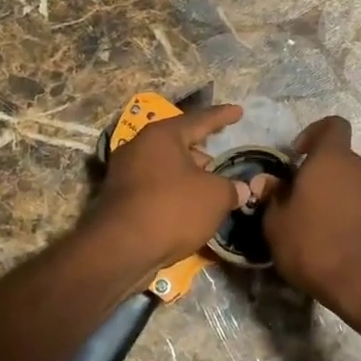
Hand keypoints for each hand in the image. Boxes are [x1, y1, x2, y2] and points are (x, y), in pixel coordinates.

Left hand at [84, 103, 251, 274]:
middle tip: (222, 160)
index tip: (238, 111)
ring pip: (165, 167)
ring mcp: (124, 173)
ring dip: (188, 175)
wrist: (120, 248)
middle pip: (178, 143)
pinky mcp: (118, 199)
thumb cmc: (173, 209)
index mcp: (162, 135)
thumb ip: (231, 188)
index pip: (200, 119)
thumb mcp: (214, 197)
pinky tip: (188, 206)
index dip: (222, 116)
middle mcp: (139, 146)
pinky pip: (154, 187)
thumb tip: (242, 189)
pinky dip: (173, 192)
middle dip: (202, 152)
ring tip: (209, 187)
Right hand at [262, 116, 360, 316]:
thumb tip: (266, 181)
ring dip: (330, 190)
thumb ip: (271, 196)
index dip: (313, 132)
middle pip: (338, 155)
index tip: (296, 155)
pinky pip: (358, 201)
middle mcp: (357, 168)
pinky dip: (344, 209)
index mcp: (331, 159)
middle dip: (317, 168)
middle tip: (295, 193)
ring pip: (348, 179)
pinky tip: (328, 235)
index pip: (333, 124)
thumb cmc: (313, 245)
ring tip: (310, 218)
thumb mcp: (276, 223)